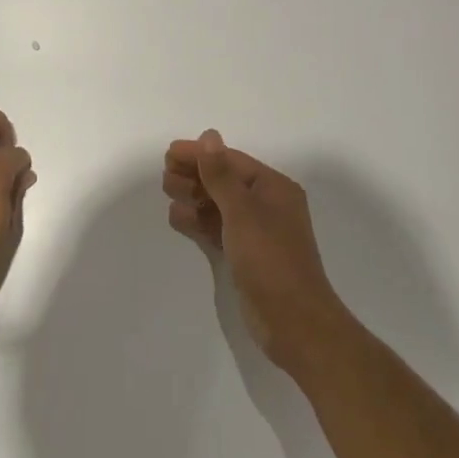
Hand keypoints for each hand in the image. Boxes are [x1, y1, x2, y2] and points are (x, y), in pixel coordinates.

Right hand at [163, 130, 349, 371]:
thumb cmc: (270, 258)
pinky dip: (198, 222)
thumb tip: (209, 136)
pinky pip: (218, 229)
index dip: (200, 155)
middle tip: (165, 176)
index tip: (169, 152)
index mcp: (274, 188)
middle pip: (224, 181)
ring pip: (219, 206)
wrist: (293, 321)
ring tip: (168, 192)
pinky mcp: (246, 256)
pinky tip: (177, 218)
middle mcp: (267, 205)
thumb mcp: (242, 211)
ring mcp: (257, 232)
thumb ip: (220, 174)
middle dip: (195, 175)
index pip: (232, 162)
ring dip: (194, 197)